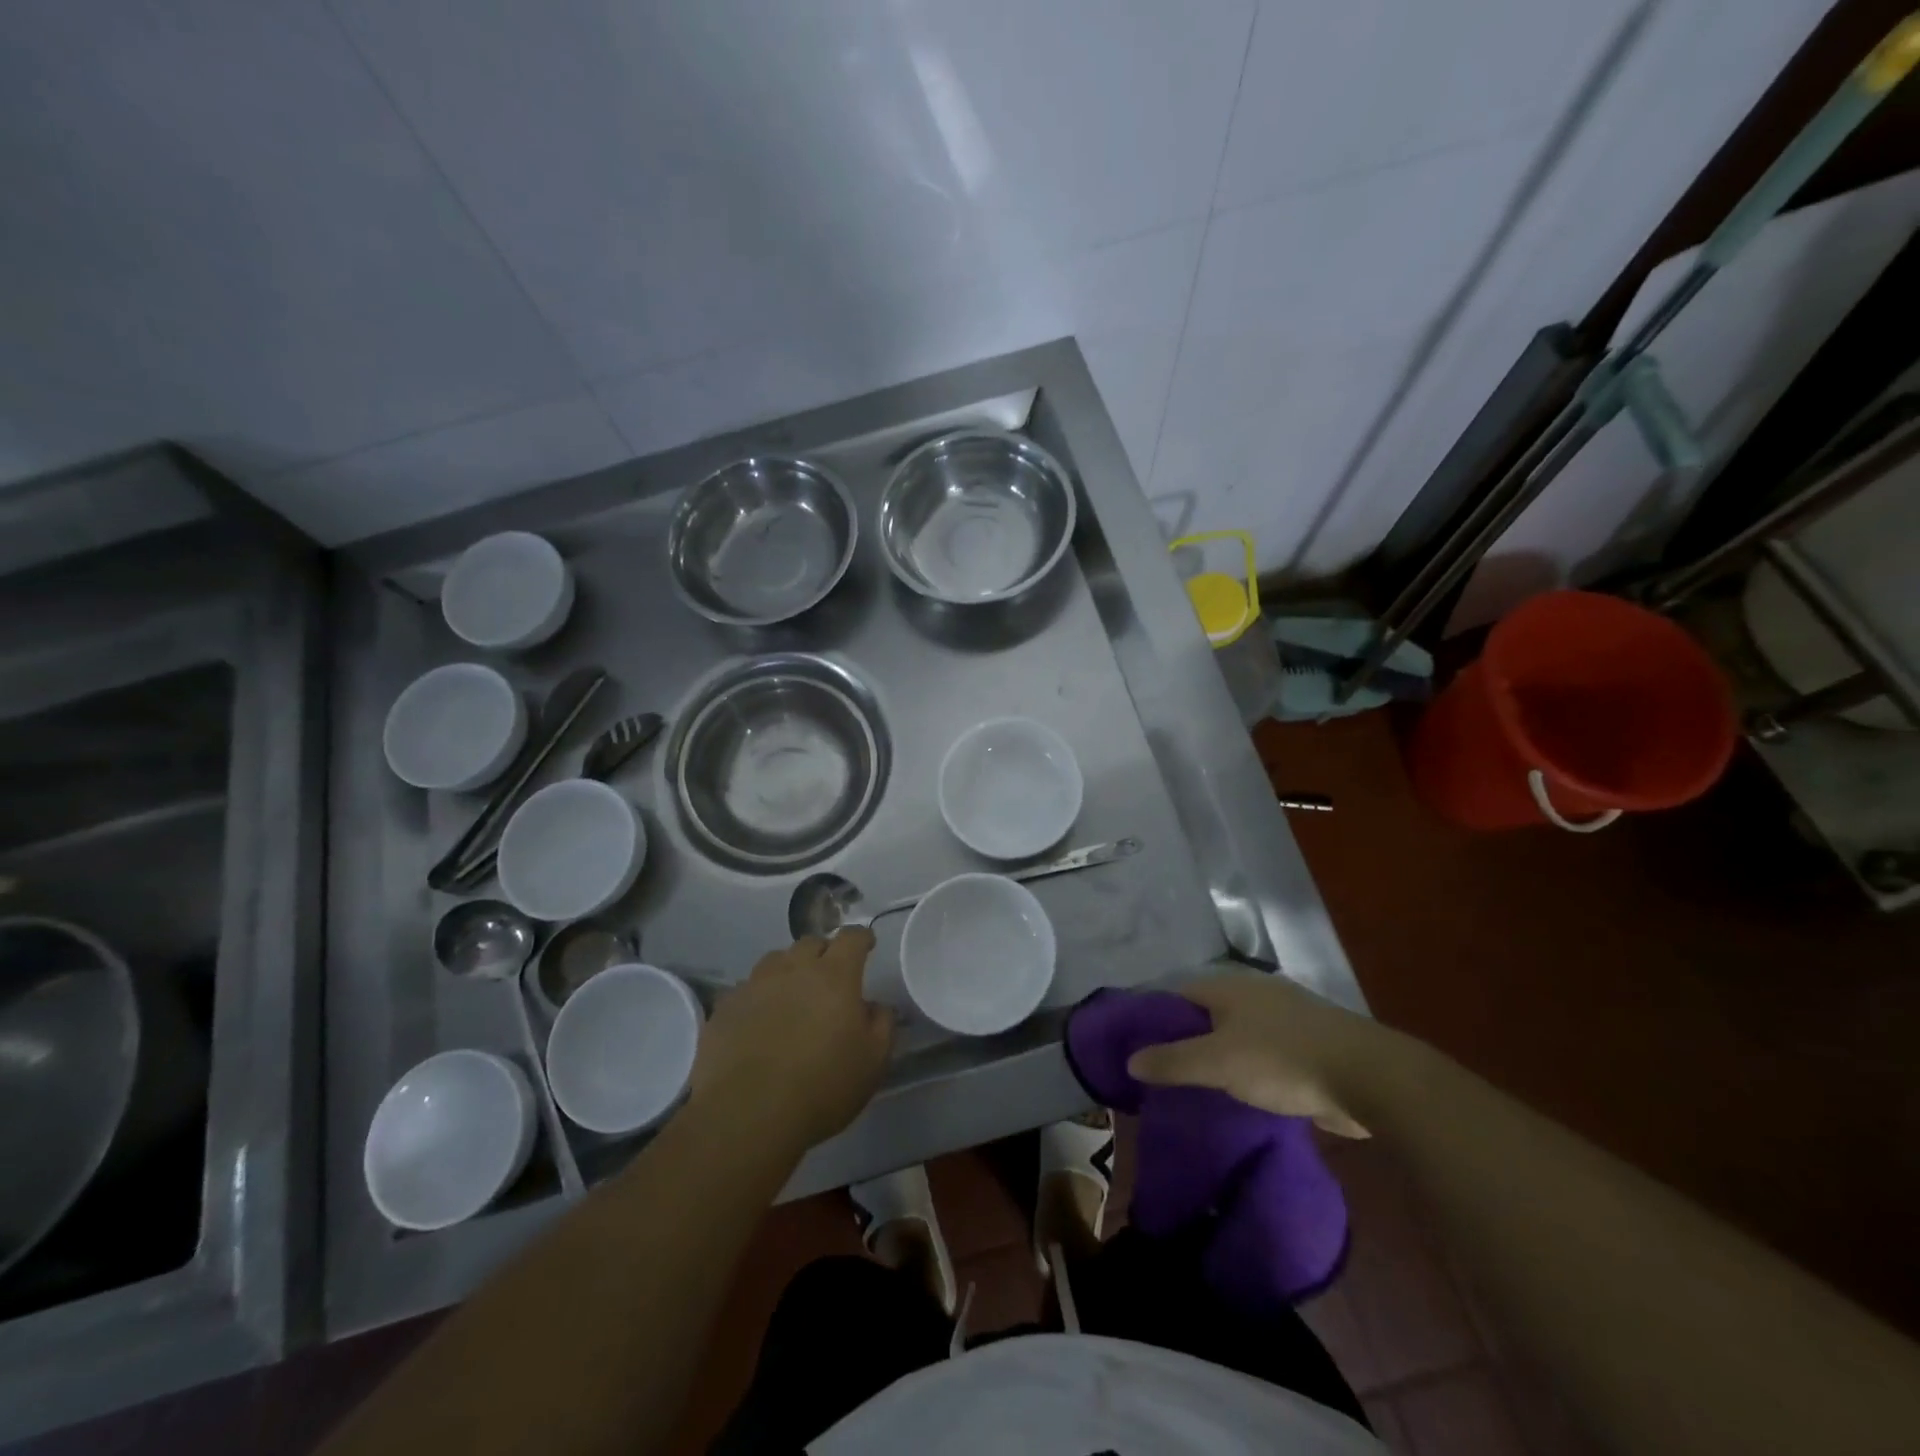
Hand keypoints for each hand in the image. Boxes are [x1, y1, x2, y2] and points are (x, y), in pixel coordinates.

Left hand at [691, 929, 893, 1150]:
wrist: (747, 1115)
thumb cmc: (822, 1087)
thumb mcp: (873, 1062)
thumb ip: (882, 1024)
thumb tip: (876, 1006)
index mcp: (834, 976)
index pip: (851, 938)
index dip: (861, 938)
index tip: (867, 945)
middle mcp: (793, 969)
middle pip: (810, 943)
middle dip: (824, 952)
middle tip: (829, 975)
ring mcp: (755, 985)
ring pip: (775, 961)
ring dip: (788, 970)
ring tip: (791, 994)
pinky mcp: (725, 1007)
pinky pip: (746, 989)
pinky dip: (758, 997)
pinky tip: (759, 1020)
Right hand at [1126, 974, 1399, 1137]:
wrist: (1367, 1076)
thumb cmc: (1282, 1059)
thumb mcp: (1217, 1063)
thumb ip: (1172, 1061)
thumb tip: (1131, 1060)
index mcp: (1229, 986)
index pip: (1177, 994)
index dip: (1155, 1018)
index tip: (1139, 1048)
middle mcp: (1254, 993)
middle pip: (1207, 1013)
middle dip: (1186, 1040)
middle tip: (1164, 1073)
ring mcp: (1285, 1017)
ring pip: (1237, 1034)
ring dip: (1219, 1056)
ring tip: (1198, 1088)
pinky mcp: (1309, 1044)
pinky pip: (1264, 1053)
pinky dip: (1248, 1069)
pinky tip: (1241, 1095)